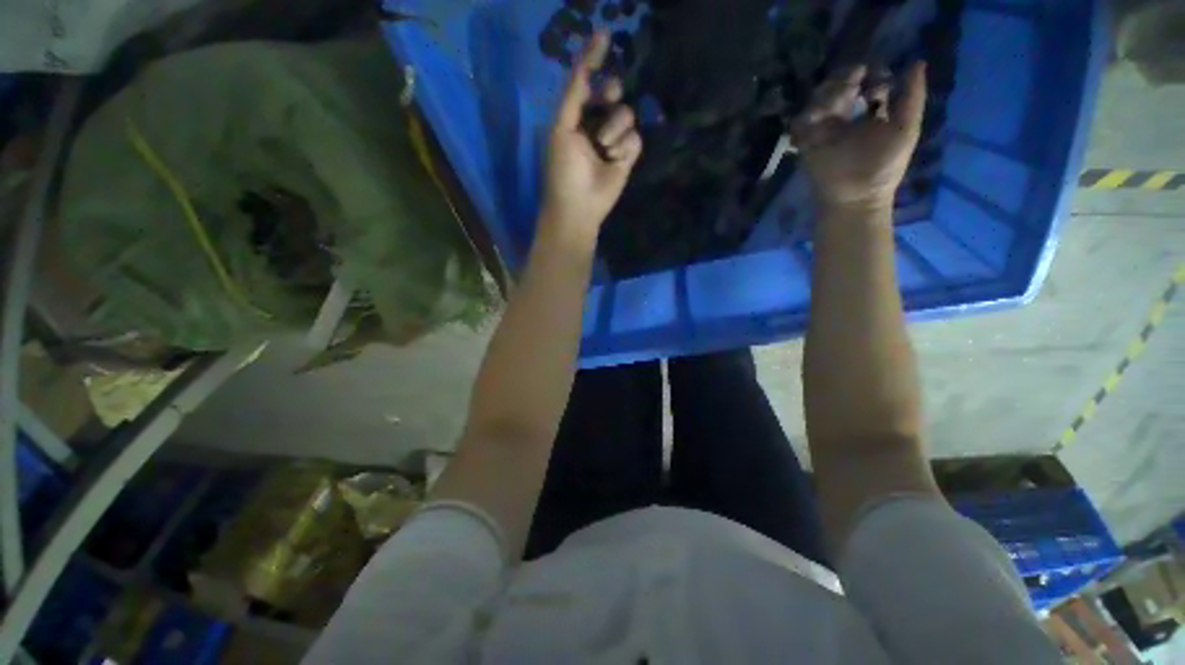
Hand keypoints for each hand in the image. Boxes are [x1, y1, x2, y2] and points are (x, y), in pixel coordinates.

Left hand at [540, 32, 642, 249]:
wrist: (578, 206)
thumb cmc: (563, 170)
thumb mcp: (562, 129)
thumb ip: (574, 96)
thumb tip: (587, 66)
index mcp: (575, 116)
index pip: (586, 81)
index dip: (593, 58)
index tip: (604, 35)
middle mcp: (595, 124)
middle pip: (613, 93)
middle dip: (610, 93)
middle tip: (608, 99)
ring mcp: (613, 142)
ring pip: (626, 116)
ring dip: (614, 130)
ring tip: (603, 149)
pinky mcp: (627, 157)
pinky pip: (635, 139)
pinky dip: (624, 149)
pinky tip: (613, 162)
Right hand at [794, 62, 926, 215]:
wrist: (857, 198)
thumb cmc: (885, 167)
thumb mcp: (906, 128)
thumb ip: (912, 97)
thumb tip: (918, 62)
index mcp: (869, 116)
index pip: (867, 86)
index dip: (874, 75)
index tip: (880, 75)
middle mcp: (845, 120)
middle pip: (841, 87)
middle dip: (849, 76)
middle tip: (859, 74)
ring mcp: (824, 131)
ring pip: (820, 99)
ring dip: (832, 89)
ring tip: (846, 88)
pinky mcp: (806, 143)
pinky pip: (802, 121)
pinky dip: (811, 111)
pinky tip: (826, 109)